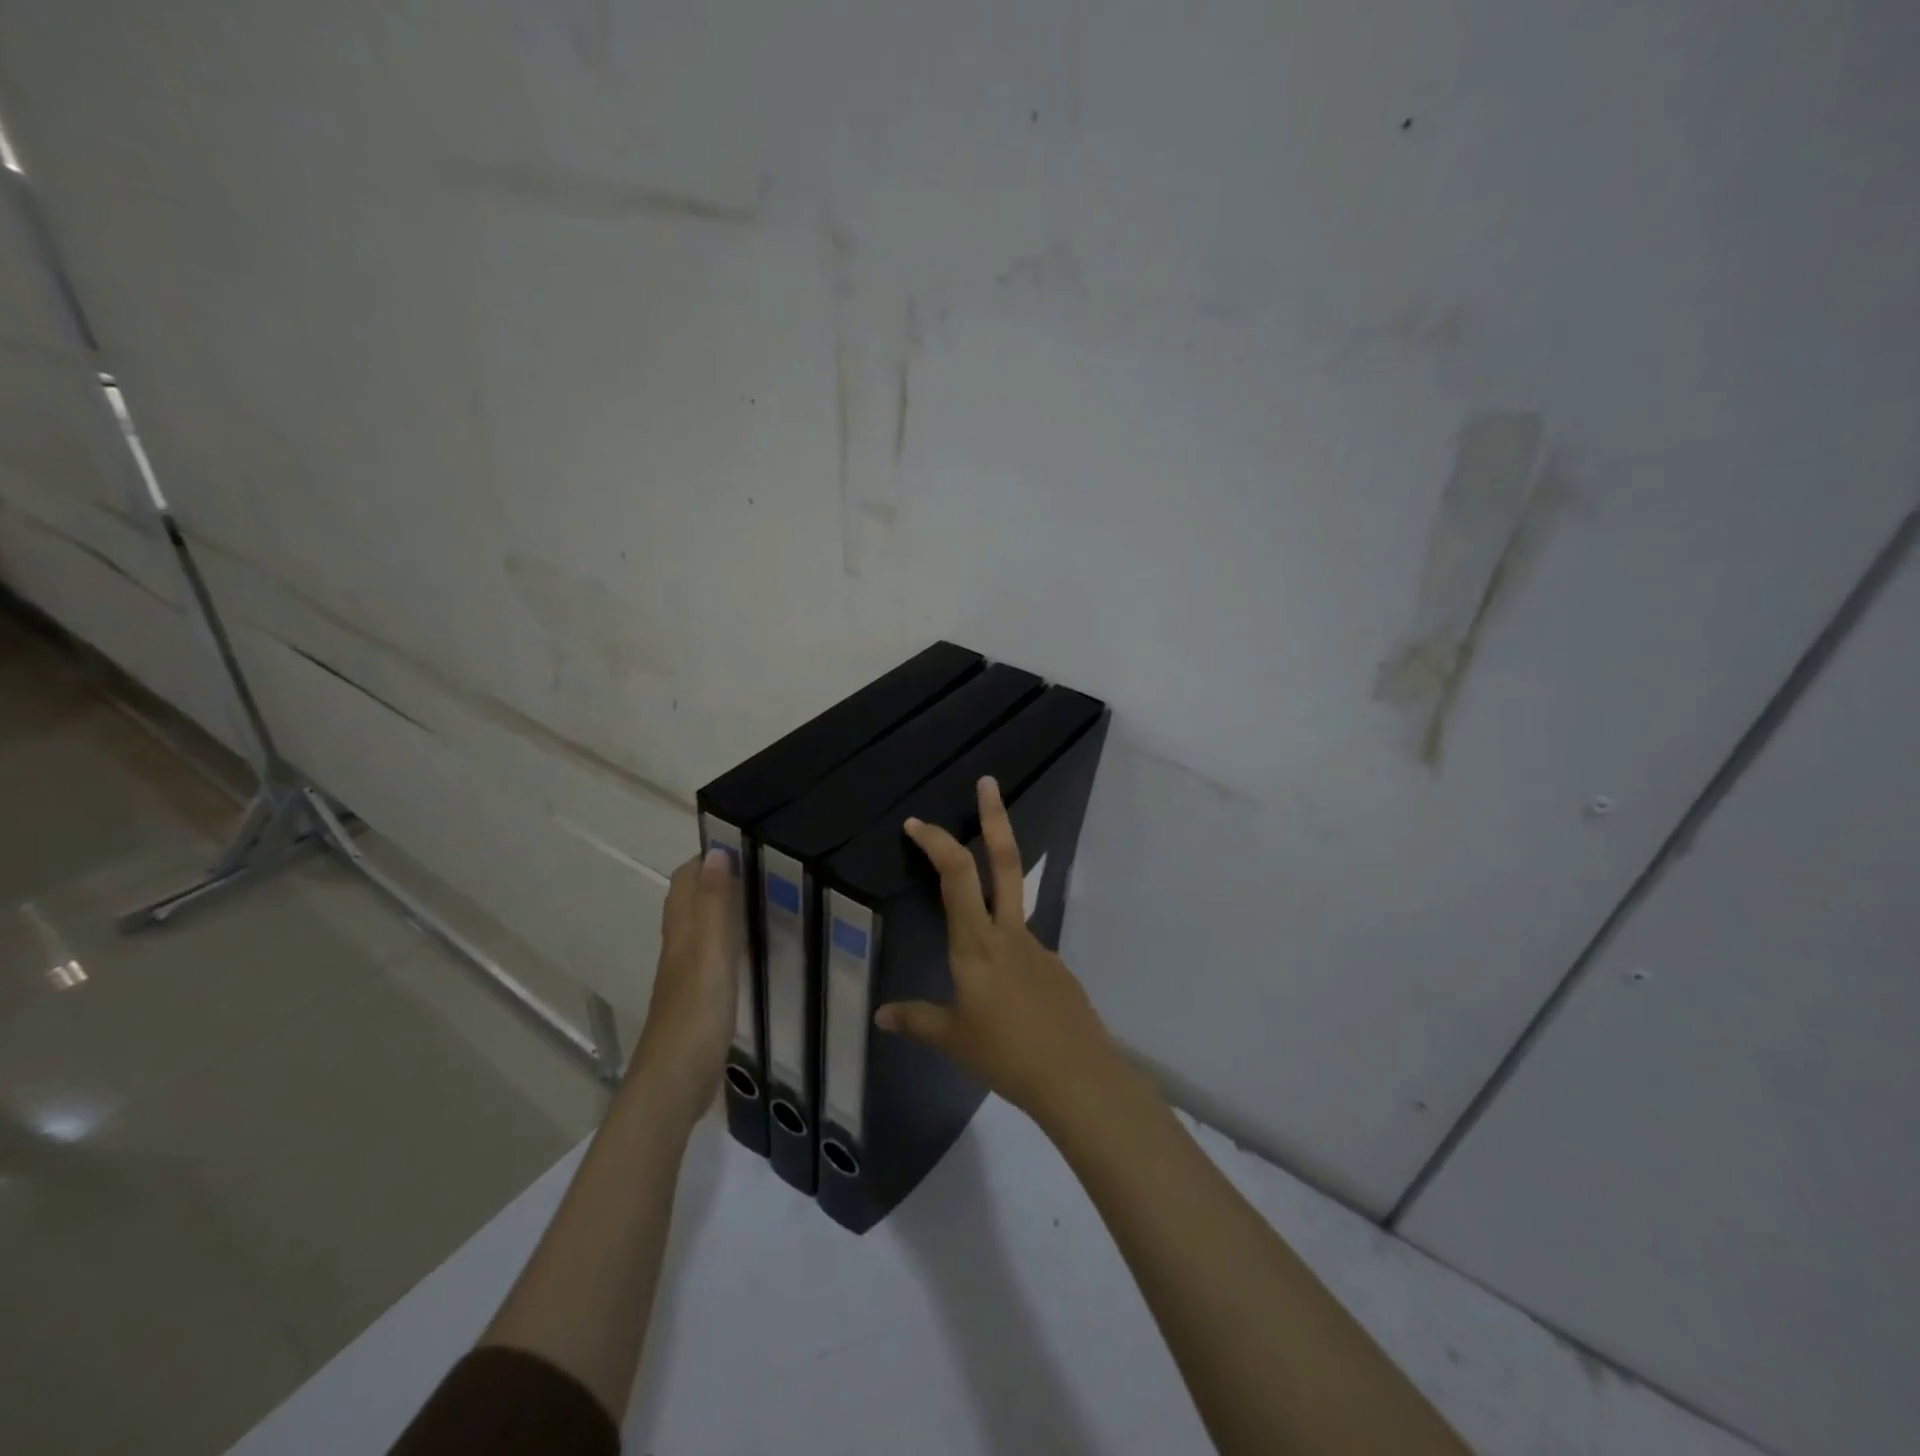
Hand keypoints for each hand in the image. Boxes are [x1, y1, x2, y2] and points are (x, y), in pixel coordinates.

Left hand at [630, 849, 736, 1128]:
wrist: (674, 1083)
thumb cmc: (696, 1014)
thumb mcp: (711, 953)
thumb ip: (715, 905)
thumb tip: (717, 853)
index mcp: (682, 932)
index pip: (686, 879)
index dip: (708, 858)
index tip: (746, 844)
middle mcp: (680, 947)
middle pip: (692, 901)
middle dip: (718, 879)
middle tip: (764, 869)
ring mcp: (686, 976)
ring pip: (701, 928)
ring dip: (724, 909)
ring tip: (764, 900)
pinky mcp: (697, 1000)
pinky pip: (712, 957)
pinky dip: (729, 942)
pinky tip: (752, 950)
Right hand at [875, 776, 1131, 1123]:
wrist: (1076, 1076)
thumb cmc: (1005, 1054)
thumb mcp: (952, 1040)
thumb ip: (916, 1020)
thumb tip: (881, 1015)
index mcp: (976, 944)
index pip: (956, 878)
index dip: (937, 843)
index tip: (918, 823)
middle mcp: (1009, 933)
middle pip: (1004, 862)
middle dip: (996, 818)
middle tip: (989, 782)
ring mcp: (1038, 945)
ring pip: (1013, 902)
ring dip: (994, 890)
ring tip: (976, 963)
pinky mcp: (1055, 965)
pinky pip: (1022, 947)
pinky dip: (1006, 953)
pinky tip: (1004, 995)